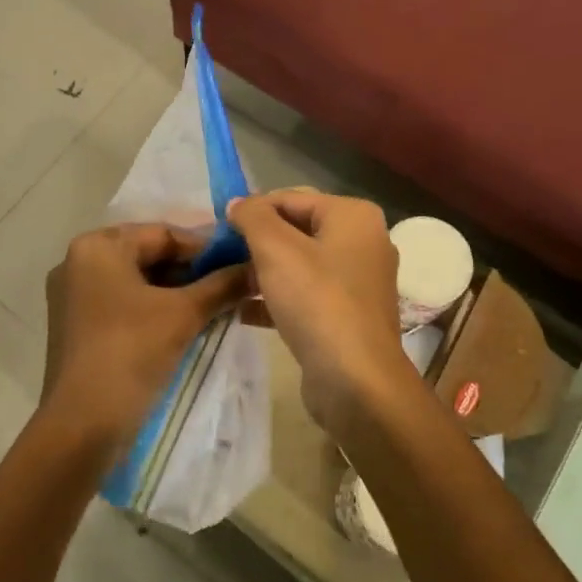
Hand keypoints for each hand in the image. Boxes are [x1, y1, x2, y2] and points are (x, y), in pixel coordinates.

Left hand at [41, 223, 248, 456]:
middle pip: (148, 254)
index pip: (163, 234)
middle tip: (230, 285)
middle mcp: (78, 262)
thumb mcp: (184, 314)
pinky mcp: (76, 326)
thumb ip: (222, 285)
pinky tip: (185, 324)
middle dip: (191, 271)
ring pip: (137, 281)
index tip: (238, 264)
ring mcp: (73, 296)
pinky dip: (154, 309)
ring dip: (176, 291)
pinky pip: (123, 303)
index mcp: (97, 247)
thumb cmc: (131, 352)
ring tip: (215, 306)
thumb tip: (256, 267)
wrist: (82, 425)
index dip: (205, 249)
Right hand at [226, 191, 420, 431]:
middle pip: (297, 230)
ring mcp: (358, 282)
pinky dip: (277, 299)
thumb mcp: (276, 250)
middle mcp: (363, 242)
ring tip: (227, 283)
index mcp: (353, 216)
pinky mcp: (348, 316)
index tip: (219, 231)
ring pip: (299, 265)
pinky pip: (306, 296)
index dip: (252, 211)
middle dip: (257, 243)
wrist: (356, 382)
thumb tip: (238, 202)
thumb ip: (253, 217)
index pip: (290, 198)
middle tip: (220, 256)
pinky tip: (242, 313)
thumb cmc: (317, 303)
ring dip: (263, 273)